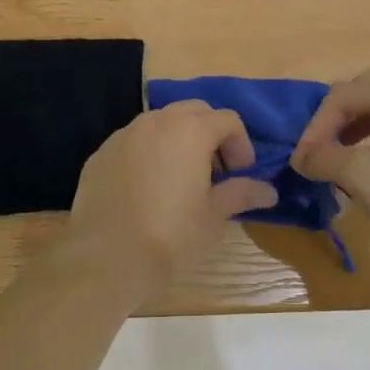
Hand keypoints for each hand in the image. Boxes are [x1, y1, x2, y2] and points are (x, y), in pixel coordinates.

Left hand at [67, 101, 278, 303]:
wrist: (107, 257)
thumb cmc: (171, 235)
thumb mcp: (214, 216)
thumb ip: (241, 194)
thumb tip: (269, 191)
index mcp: (190, 131)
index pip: (228, 119)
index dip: (241, 144)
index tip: (241, 173)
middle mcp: (156, 122)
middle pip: (193, 111)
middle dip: (210, 133)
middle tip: (215, 171)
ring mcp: (123, 136)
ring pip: (159, 123)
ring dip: (177, 140)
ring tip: (180, 178)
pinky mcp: (100, 154)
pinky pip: (132, 143)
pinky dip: (147, 154)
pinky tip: (146, 189)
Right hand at [292, 66, 369, 262]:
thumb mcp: (361, 175)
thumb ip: (324, 159)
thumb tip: (301, 157)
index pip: (342, 95)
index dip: (315, 126)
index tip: (303, 160)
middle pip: (368, 88)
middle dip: (338, 114)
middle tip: (323, 141)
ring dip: (358, 124)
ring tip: (343, 152)